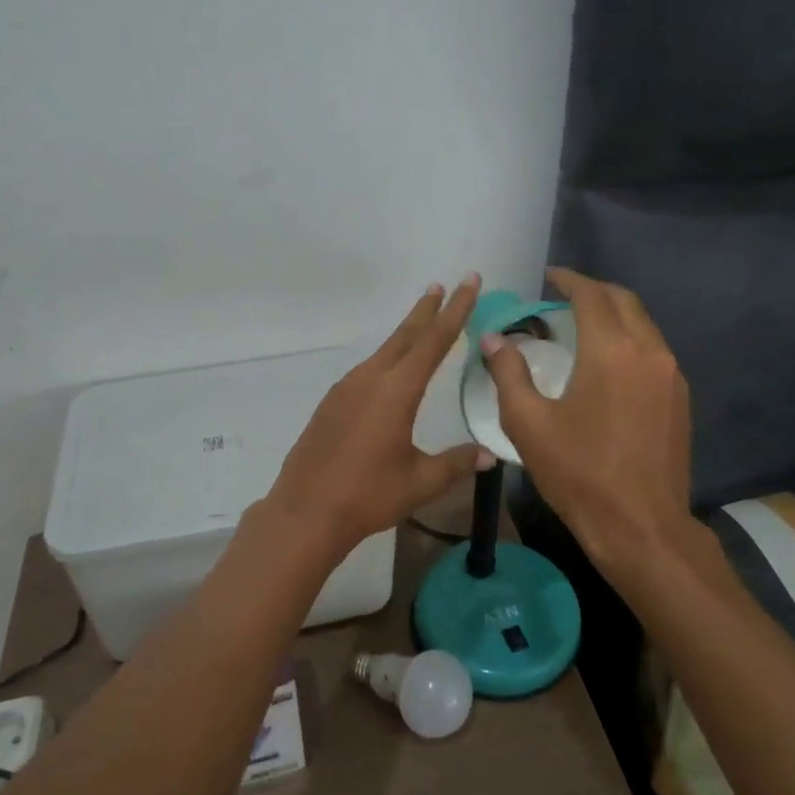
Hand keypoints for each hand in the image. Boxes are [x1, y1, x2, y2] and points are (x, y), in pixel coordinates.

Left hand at [265, 275, 495, 563]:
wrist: (305, 512)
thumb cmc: (367, 496)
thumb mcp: (420, 482)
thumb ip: (456, 463)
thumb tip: (489, 455)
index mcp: (396, 391)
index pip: (433, 341)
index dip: (455, 310)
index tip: (468, 282)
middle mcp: (370, 379)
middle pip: (405, 335)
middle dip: (427, 309)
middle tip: (444, 285)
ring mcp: (346, 389)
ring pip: (384, 351)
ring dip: (406, 333)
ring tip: (422, 320)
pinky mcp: (332, 403)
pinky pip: (367, 369)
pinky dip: (387, 357)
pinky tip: (390, 369)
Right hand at [481, 268, 690, 578]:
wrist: (642, 527)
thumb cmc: (579, 474)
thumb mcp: (528, 424)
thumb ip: (508, 373)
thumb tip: (493, 339)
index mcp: (610, 351)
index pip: (591, 295)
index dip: (569, 280)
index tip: (550, 276)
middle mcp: (648, 351)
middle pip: (624, 301)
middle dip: (594, 291)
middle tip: (565, 296)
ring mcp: (671, 375)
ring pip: (644, 324)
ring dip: (615, 314)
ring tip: (584, 325)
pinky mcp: (680, 398)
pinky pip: (654, 350)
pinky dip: (631, 339)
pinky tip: (609, 361)